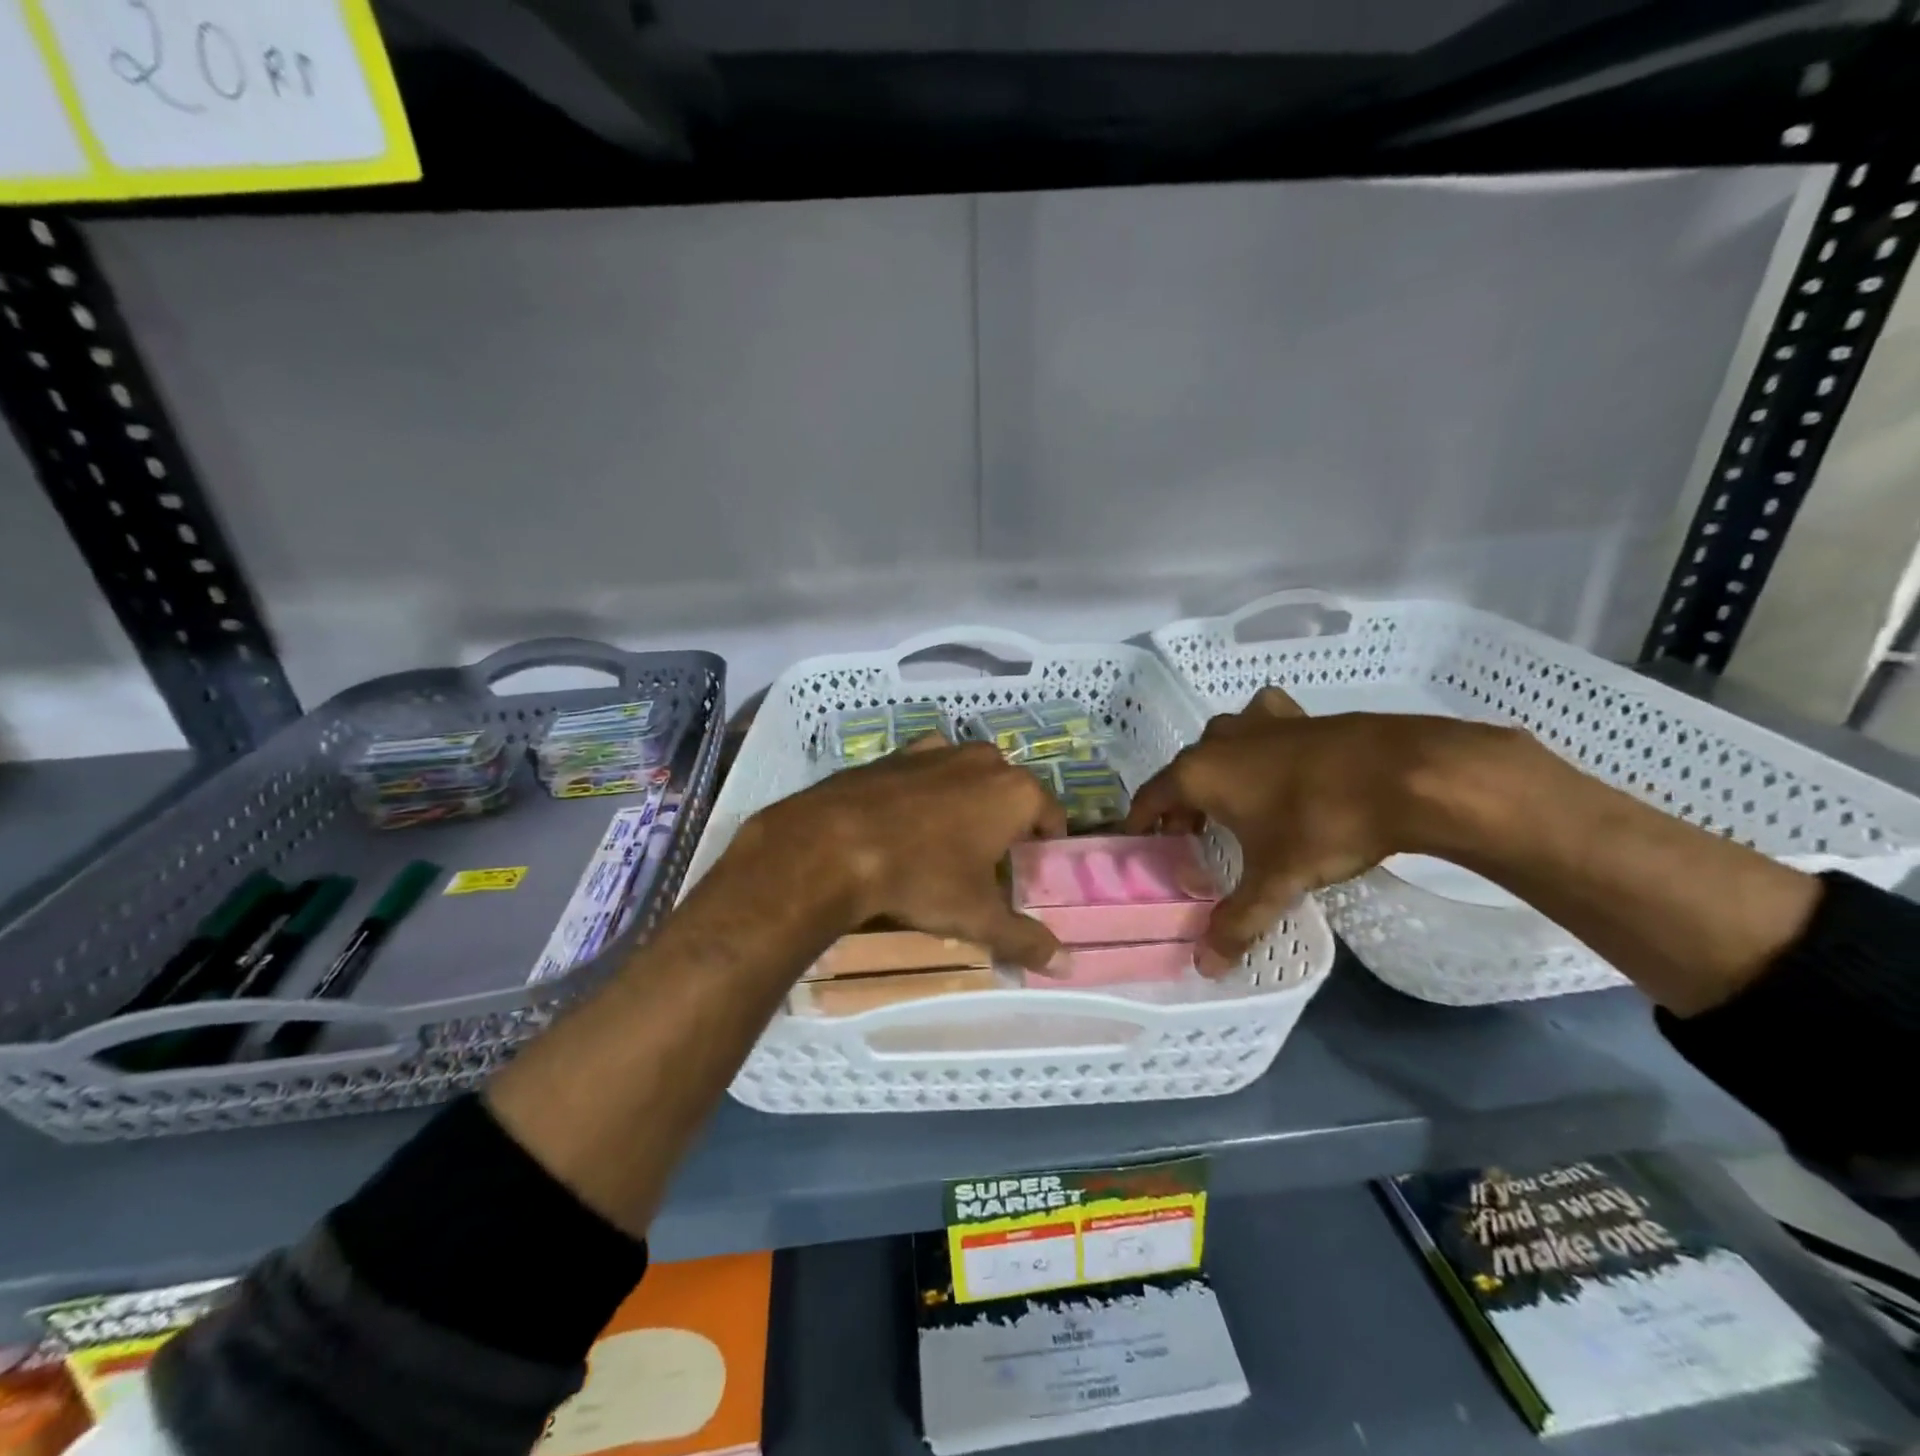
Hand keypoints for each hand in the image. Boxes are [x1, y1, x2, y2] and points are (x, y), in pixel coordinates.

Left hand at [742, 735, 1067, 968]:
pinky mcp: (897, 752)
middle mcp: (984, 760)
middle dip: (1006, 824)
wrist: (833, 843)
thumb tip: (1068, 966)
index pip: (1052, 817)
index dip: (1045, 847)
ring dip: (968, 804)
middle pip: (1011, 794)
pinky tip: (908, 821)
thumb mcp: (977, 916)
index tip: (1029, 873)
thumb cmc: (921, 877)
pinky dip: (927, 791)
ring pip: (969, 778)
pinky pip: (927, 772)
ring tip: (947, 844)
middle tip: (989, 864)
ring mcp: (938, 750)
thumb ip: (1024, 939)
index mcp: (1016, 792)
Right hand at [1124, 688, 1505, 973]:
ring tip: (1231, 806)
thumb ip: (1237, 922)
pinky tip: (1277, 761)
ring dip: (1216, 774)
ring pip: (1220, 746)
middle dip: (1181, 807)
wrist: (1405, 774)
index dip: (1139, 823)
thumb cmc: (1322, 823)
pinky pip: (1262, 726)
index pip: (1150, 797)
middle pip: (1183, 774)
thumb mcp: (1276, 879)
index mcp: (1198, 773)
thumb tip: (1205, 968)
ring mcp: (1259, 721)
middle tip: (1190, 841)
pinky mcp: (1298, 715)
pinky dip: (1259, 744)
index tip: (1138, 846)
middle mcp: (1218, 740)